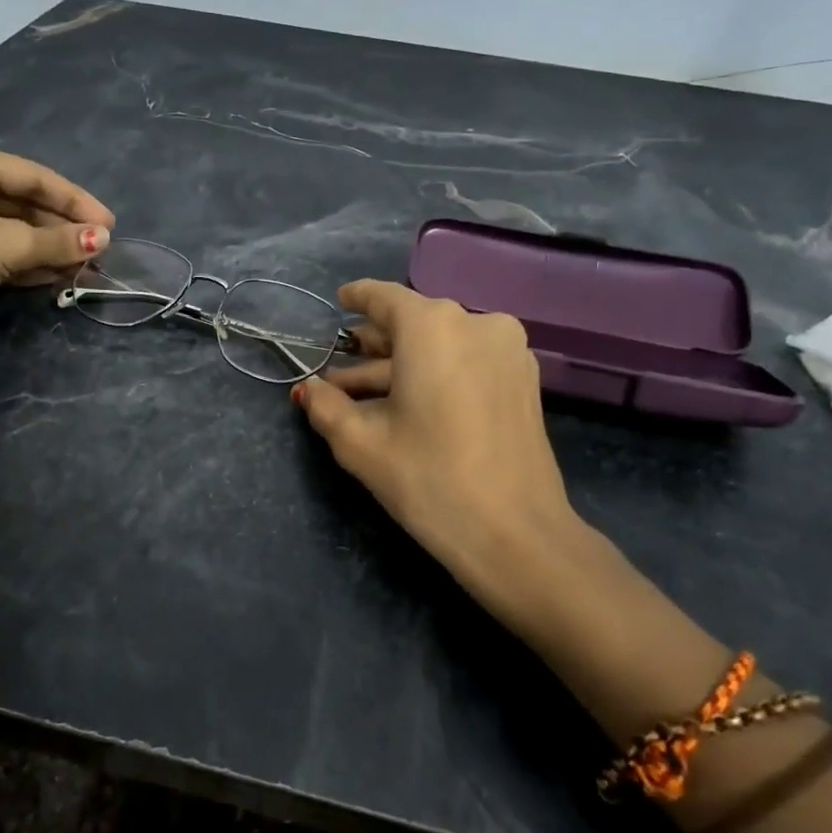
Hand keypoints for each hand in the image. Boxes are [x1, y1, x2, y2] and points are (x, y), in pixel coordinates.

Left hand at [0, 137, 113, 353]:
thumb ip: (58, 242)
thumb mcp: (7, 245)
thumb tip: (104, 240)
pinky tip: (56, 275)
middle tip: (99, 249)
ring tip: (83, 266)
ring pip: (13, 227)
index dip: (76, 202)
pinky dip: (26, 260)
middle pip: (25, 201)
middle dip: (62, 229)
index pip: (35, 176)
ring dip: (48, 248)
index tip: (110, 225)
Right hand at [293, 280, 586, 629]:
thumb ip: (325, 406)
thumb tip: (307, 389)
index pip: (384, 298)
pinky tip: (410, 403)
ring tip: (364, 396)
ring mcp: (507, 350)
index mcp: (432, 326)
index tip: (338, 301)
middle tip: (340, 369)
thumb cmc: (428, 479)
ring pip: (441, 345)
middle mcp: (476, 323)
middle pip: (413, 323)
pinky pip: (467, 362)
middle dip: (374, 346)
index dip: (356, 298)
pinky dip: (435, 374)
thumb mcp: (360, 443)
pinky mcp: (524, 380)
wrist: (515, 534)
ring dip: (402, 366)